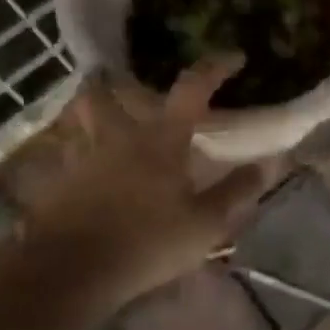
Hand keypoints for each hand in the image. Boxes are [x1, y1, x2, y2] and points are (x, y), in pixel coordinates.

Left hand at [25, 59, 268, 311]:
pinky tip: (87, 167)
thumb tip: (269, 163)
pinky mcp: (60, 182)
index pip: (192, 89)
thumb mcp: (205, 224)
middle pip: (109, 92)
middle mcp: (120, 136)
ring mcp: (84, 157)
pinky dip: (77, 151)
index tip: (234, 58)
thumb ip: (236, 191)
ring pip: (81, 119)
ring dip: (91, 110)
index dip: (214, 68)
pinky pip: (67, 153)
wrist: (71, 271)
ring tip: (103, 116)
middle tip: (125, 79)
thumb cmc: (147, 242)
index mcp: (161, 140)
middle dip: (115, 79)